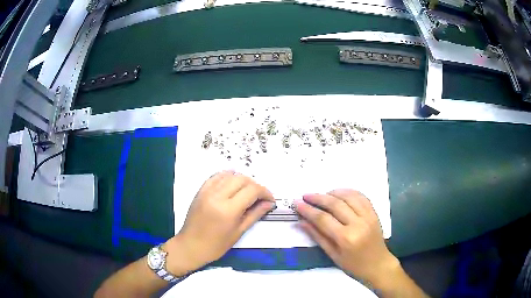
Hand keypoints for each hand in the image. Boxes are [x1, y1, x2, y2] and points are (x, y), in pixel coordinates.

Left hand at [166, 171, 274, 274]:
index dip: (265, 192)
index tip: (270, 199)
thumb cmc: (216, 245)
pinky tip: (232, 183)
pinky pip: (216, 176)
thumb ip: (255, 214)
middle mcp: (217, 196)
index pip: (252, 190)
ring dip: (242, 180)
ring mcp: (207, 191)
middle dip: (255, 186)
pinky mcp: (200, 190)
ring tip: (247, 192)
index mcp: (228, 209)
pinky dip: (227, 177)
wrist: (191, 246)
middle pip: (242, 179)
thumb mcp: (238, 232)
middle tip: (260, 197)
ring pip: (230, 175)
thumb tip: (269, 203)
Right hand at [295, 189, 398, 285]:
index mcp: (346, 238)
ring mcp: (368, 216)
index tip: (297, 203)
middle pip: (335, 204)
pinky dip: (348, 192)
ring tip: (321, 195)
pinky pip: (361, 196)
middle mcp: (358, 224)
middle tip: (305, 196)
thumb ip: (317, 237)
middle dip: (318, 198)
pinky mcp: (374, 212)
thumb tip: (301, 222)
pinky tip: (339, 194)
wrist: (378, 265)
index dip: (308, 210)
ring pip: (348, 196)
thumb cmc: (354, 266)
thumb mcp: (333, 255)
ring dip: (333, 192)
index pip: (323, 219)